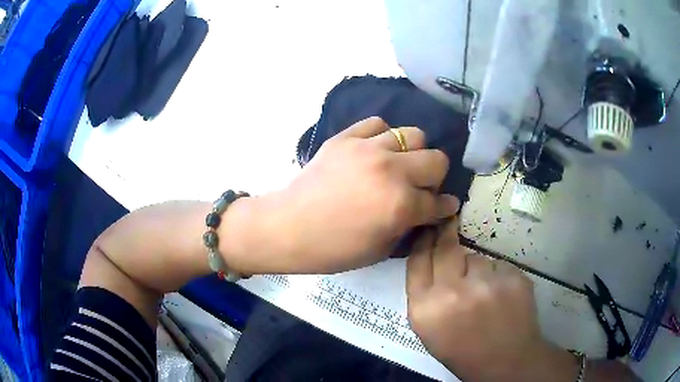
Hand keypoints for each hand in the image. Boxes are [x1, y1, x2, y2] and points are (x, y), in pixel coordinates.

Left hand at [243, 117, 458, 273]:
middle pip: (436, 159)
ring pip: (412, 134)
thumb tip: (428, 209)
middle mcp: (391, 171)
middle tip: (420, 187)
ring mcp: (367, 149)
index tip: (445, 206)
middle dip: (434, 177)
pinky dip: (382, 136)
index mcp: (400, 205)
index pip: (438, 201)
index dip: (445, 206)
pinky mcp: (346, 137)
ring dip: (412, 153)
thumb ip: (409, 225)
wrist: (288, 227)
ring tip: (397, 166)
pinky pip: (377, 124)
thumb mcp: (380, 249)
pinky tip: (374, 151)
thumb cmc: (333, 248)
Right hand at [406, 219, 576, 381]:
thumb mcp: (429, 329)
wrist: (506, 362)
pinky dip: (497, 276)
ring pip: (476, 258)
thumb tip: (430, 257)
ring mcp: (486, 284)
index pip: (418, 260)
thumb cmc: (463, 350)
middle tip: (448, 227)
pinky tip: (501, 296)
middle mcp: (453, 292)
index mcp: (425, 309)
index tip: (428, 230)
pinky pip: (498, 265)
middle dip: (445, 236)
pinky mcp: (513, 278)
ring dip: (476, 269)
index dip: (423, 241)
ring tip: (484, 293)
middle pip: (445, 248)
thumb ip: (424, 294)